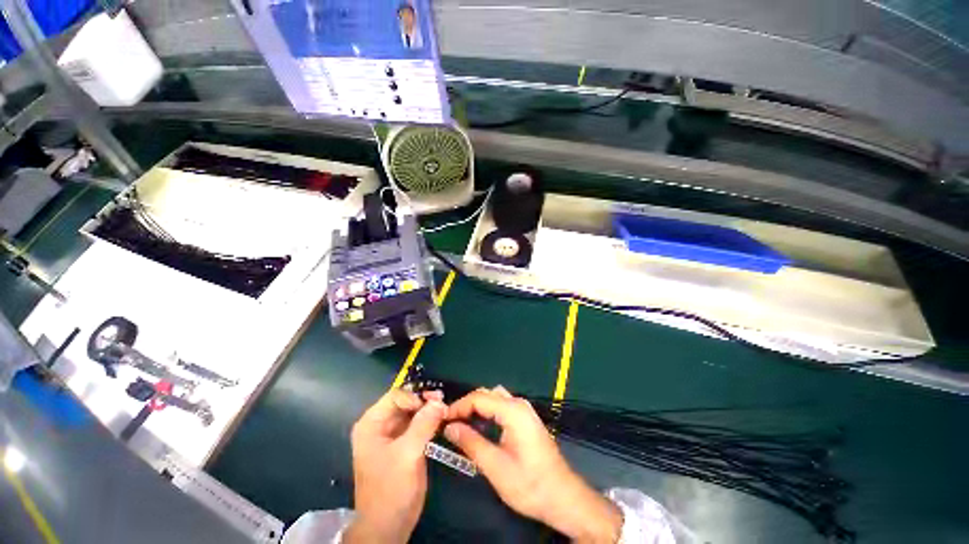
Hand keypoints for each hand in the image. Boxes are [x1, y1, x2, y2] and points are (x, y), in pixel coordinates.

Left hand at [343, 389, 445, 543]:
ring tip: (445, 412)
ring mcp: (392, 435)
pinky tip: (441, 421)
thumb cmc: (390, 489)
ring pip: (413, 412)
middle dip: (424, 402)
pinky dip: (429, 421)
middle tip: (443, 405)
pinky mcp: (404, 445)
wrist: (388, 526)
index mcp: (372, 424)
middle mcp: (380, 426)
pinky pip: (417, 425)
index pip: (395, 396)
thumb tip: (440, 401)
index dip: (414, 397)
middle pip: (405, 402)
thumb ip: (423, 424)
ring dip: (429, 410)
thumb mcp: (407, 454)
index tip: (433, 404)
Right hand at [444, 387, 621, 542]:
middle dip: (467, 405)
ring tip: (462, 423)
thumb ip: (470, 442)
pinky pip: (503, 406)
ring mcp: (525, 411)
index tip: (442, 419)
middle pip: (487, 394)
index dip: (458, 406)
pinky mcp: (527, 420)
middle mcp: (519, 404)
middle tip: (450, 422)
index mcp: (513, 411)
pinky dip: (488, 412)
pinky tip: (481, 426)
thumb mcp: (495, 466)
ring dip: (477, 407)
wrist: (562, 497)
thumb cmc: (529, 484)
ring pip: (495, 398)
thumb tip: (450, 427)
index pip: (479, 398)